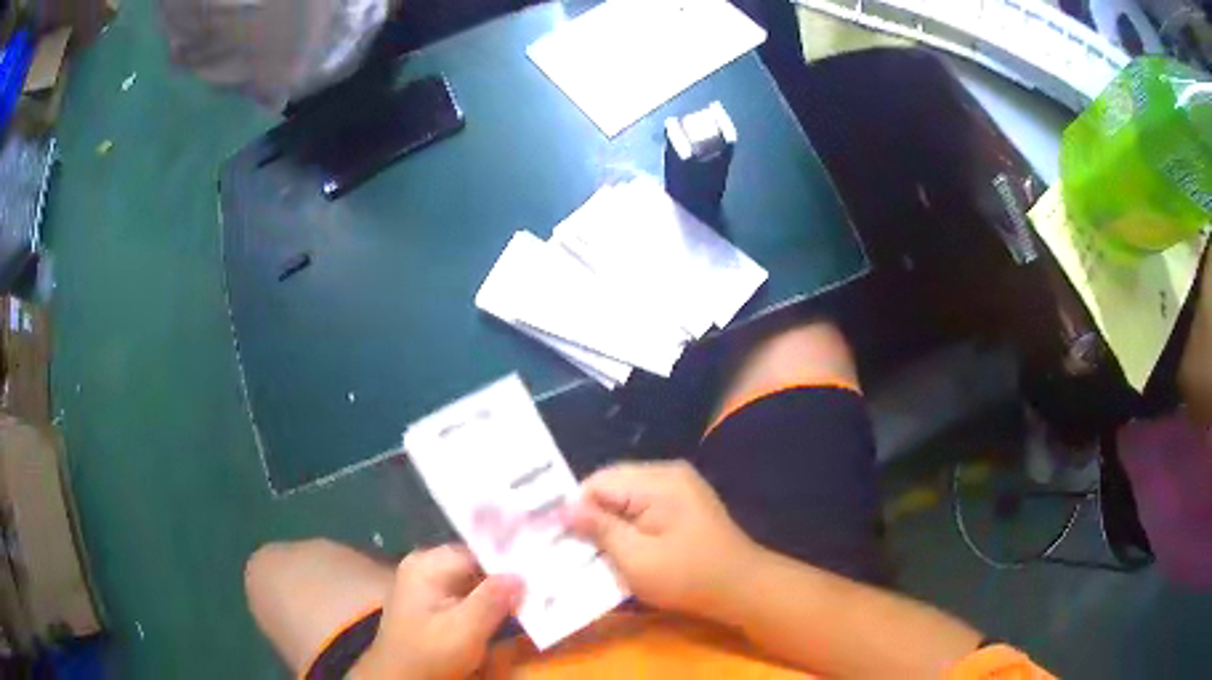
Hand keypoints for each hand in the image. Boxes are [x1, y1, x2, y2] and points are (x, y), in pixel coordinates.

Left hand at [352, 545, 522, 679]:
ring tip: (529, 594)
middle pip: (474, 563)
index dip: (509, 560)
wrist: (399, 678)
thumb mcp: (464, 631)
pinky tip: (505, 608)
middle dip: (504, 575)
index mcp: (427, 565)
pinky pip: (464, 591)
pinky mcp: (430, 601)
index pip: (477, 551)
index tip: (539, 568)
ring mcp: (425, 583)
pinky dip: (484, 599)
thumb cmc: (429, 654)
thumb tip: (521, 574)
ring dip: (496, 589)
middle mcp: (424, 566)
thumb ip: (492, 600)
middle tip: (539, 582)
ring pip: (471, 578)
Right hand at [569, 460, 759, 618]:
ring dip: (608, 523)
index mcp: (658, 481)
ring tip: (589, 550)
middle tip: (568, 546)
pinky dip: (627, 527)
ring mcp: (678, 487)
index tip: (554, 536)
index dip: (573, 508)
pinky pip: (642, 507)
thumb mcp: (637, 559)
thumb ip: (599, 529)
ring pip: (624, 498)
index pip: (597, 482)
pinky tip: (619, 549)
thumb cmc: (689, 577)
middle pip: (611, 486)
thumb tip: (563, 507)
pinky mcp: (683, 504)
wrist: (744, 588)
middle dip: (590, 516)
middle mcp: (667, 474)